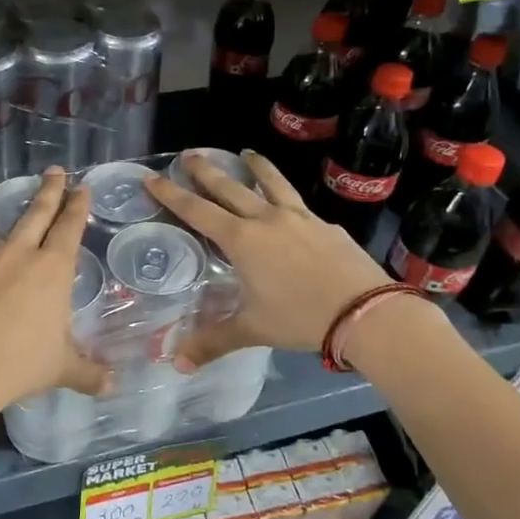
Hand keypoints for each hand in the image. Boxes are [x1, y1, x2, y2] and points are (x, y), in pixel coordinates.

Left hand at [0, 168, 109, 413]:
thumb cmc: (21, 364)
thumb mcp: (62, 370)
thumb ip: (88, 374)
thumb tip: (112, 386)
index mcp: (53, 270)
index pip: (70, 229)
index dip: (78, 207)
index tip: (83, 188)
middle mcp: (23, 255)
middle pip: (38, 214)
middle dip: (50, 191)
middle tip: (56, 171)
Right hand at [145, 151, 404, 366]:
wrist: (366, 311)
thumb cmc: (301, 317)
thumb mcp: (253, 329)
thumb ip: (214, 342)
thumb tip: (179, 365)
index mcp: (242, 240)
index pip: (197, 211)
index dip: (172, 194)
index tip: (153, 177)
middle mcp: (267, 220)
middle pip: (230, 187)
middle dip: (205, 171)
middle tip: (189, 155)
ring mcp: (300, 218)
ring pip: (272, 183)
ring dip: (255, 167)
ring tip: (246, 153)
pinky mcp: (326, 225)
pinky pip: (299, 203)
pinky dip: (286, 196)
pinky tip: (289, 205)